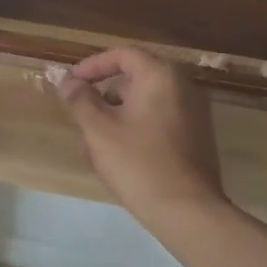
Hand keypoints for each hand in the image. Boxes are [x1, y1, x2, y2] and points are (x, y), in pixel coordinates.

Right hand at [58, 48, 227, 228]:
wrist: (188, 212)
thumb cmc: (139, 163)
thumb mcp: (98, 129)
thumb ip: (81, 99)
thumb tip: (69, 82)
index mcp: (161, 76)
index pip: (122, 55)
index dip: (92, 65)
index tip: (71, 83)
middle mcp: (183, 87)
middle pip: (134, 78)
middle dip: (103, 95)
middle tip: (81, 114)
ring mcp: (194, 113)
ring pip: (145, 103)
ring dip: (117, 114)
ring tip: (93, 143)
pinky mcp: (197, 137)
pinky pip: (159, 120)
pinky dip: (136, 128)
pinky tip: (118, 156)